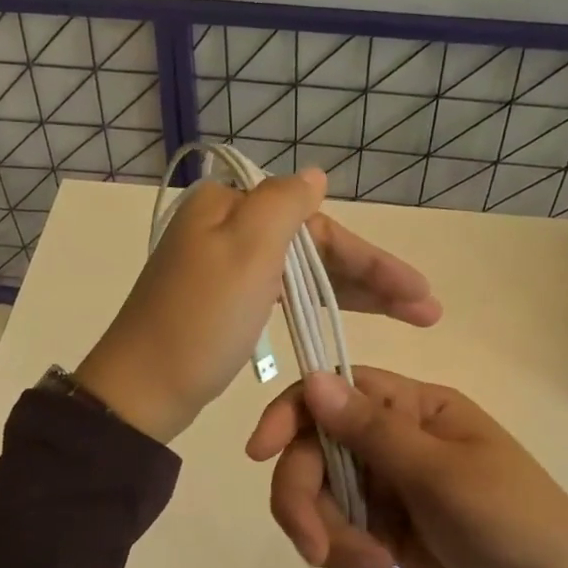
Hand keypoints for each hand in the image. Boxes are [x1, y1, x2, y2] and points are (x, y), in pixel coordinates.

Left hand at [74, 170, 441, 443]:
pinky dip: (315, 304)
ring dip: (352, 292)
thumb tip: (314, 176)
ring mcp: (221, 268)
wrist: (142, 391)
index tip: (417, 291)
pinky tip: (344, 315)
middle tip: (425, 309)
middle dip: (369, 275)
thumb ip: (284, 203)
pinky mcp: (222, 303)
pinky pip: (281, 294)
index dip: (369, 256)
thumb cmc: (200, 321)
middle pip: (311, 246)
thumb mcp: (246, 249)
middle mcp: (223, 228)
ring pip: (300, 272)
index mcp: (227, 205)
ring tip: (407, 316)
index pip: (314, 223)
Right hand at [246, 366, 567, 567]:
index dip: (291, 414)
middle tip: (314, 547)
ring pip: (318, 492)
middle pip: (314, 449)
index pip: (333, 391)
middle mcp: (390, 439)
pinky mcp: (380, 526)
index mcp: (412, 408)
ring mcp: (384, 485)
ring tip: (366, 564)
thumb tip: (312, 378)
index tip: (260, 452)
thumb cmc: (513, 524)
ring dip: (325, 530)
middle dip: (304, 496)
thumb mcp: (442, 475)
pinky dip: (339, 548)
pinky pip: (333, 527)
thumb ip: (371, 431)